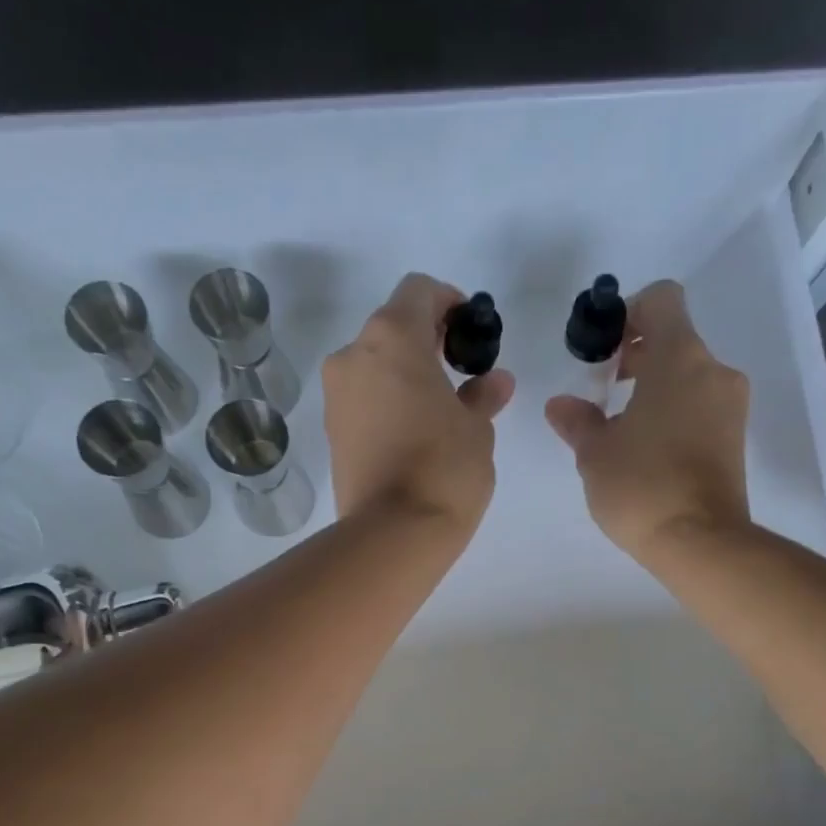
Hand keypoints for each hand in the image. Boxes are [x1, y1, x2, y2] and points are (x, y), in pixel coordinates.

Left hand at [323, 273, 514, 529]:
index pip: (419, 291)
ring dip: (405, 375)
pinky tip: (414, 434)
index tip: (470, 333)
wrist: (392, 534)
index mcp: (392, 337)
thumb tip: (494, 382)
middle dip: (427, 342)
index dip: (449, 303)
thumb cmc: (444, 468)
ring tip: (439, 410)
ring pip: (374, 367)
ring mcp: (336, 396)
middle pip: (392, 328)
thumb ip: (483, 396)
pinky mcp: (331, 433)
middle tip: (460, 372)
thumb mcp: (477, 429)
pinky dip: (388, 403)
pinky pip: (363, 401)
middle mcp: (353, 355)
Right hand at [544, 280, 750, 556]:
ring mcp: (730, 405)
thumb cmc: (641, 486)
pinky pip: (701, 406)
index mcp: (679, 357)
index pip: (661, 299)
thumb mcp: (595, 453)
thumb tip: (561, 405)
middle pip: (675, 339)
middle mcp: (712, 370)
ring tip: (623, 429)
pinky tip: (648, 451)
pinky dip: (674, 412)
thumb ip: (577, 421)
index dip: (629, 313)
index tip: (604, 350)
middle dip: (638, 356)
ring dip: (656, 388)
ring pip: (689, 376)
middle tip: (605, 391)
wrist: (699, 541)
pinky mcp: (735, 438)